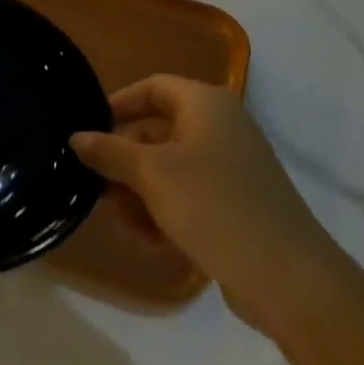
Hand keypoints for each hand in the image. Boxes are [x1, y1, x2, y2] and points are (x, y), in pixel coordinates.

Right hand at [70, 76, 358, 341]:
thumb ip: (109, 152)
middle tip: (94, 187)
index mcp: (207, 106)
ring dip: (137, 194)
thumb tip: (76, 137)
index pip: (153, 87)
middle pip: (155, 131)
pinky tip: (146, 242)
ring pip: (167, 169)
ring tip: (120, 223)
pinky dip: (162, 213)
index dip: (117, 104)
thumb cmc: (214, 206)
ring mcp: (230, 169)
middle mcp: (221, 129)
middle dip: (122, 162)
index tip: (87, 132)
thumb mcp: (152, 174)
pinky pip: (186, 197)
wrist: (288, 277)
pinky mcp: (234, 204)